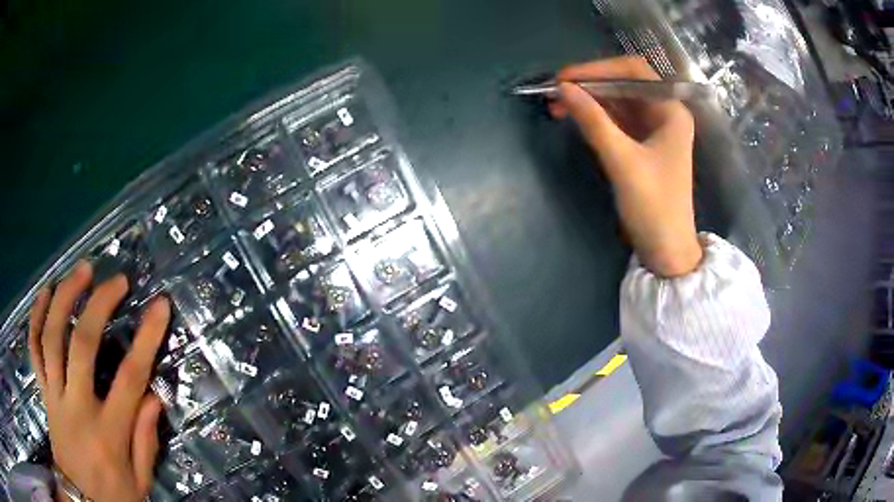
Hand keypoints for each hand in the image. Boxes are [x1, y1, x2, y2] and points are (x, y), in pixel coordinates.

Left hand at [28, 261, 169, 501]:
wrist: (81, 500)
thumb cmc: (113, 497)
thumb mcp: (140, 483)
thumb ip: (145, 441)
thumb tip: (153, 397)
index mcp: (108, 435)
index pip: (130, 379)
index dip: (146, 339)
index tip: (160, 306)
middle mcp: (77, 408)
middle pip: (81, 345)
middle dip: (98, 304)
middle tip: (116, 280)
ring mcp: (55, 396)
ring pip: (52, 337)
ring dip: (64, 297)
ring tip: (81, 270)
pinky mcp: (43, 392)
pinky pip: (34, 348)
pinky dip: (37, 317)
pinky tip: (46, 293)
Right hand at [551, 56, 702, 276]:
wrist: (666, 248)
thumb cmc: (653, 206)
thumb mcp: (622, 161)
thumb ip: (593, 121)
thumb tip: (562, 88)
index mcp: (671, 110)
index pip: (634, 71)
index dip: (597, 69)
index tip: (564, 78)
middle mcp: (665, 112)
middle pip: (625, 83)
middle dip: (590, 84)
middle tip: (556, 92)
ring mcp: (654, 128)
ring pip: (618, 100)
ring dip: (589, 99)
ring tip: (558, 105)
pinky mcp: (643, 143)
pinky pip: (617, 118)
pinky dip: (596, 115)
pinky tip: (575, 117)